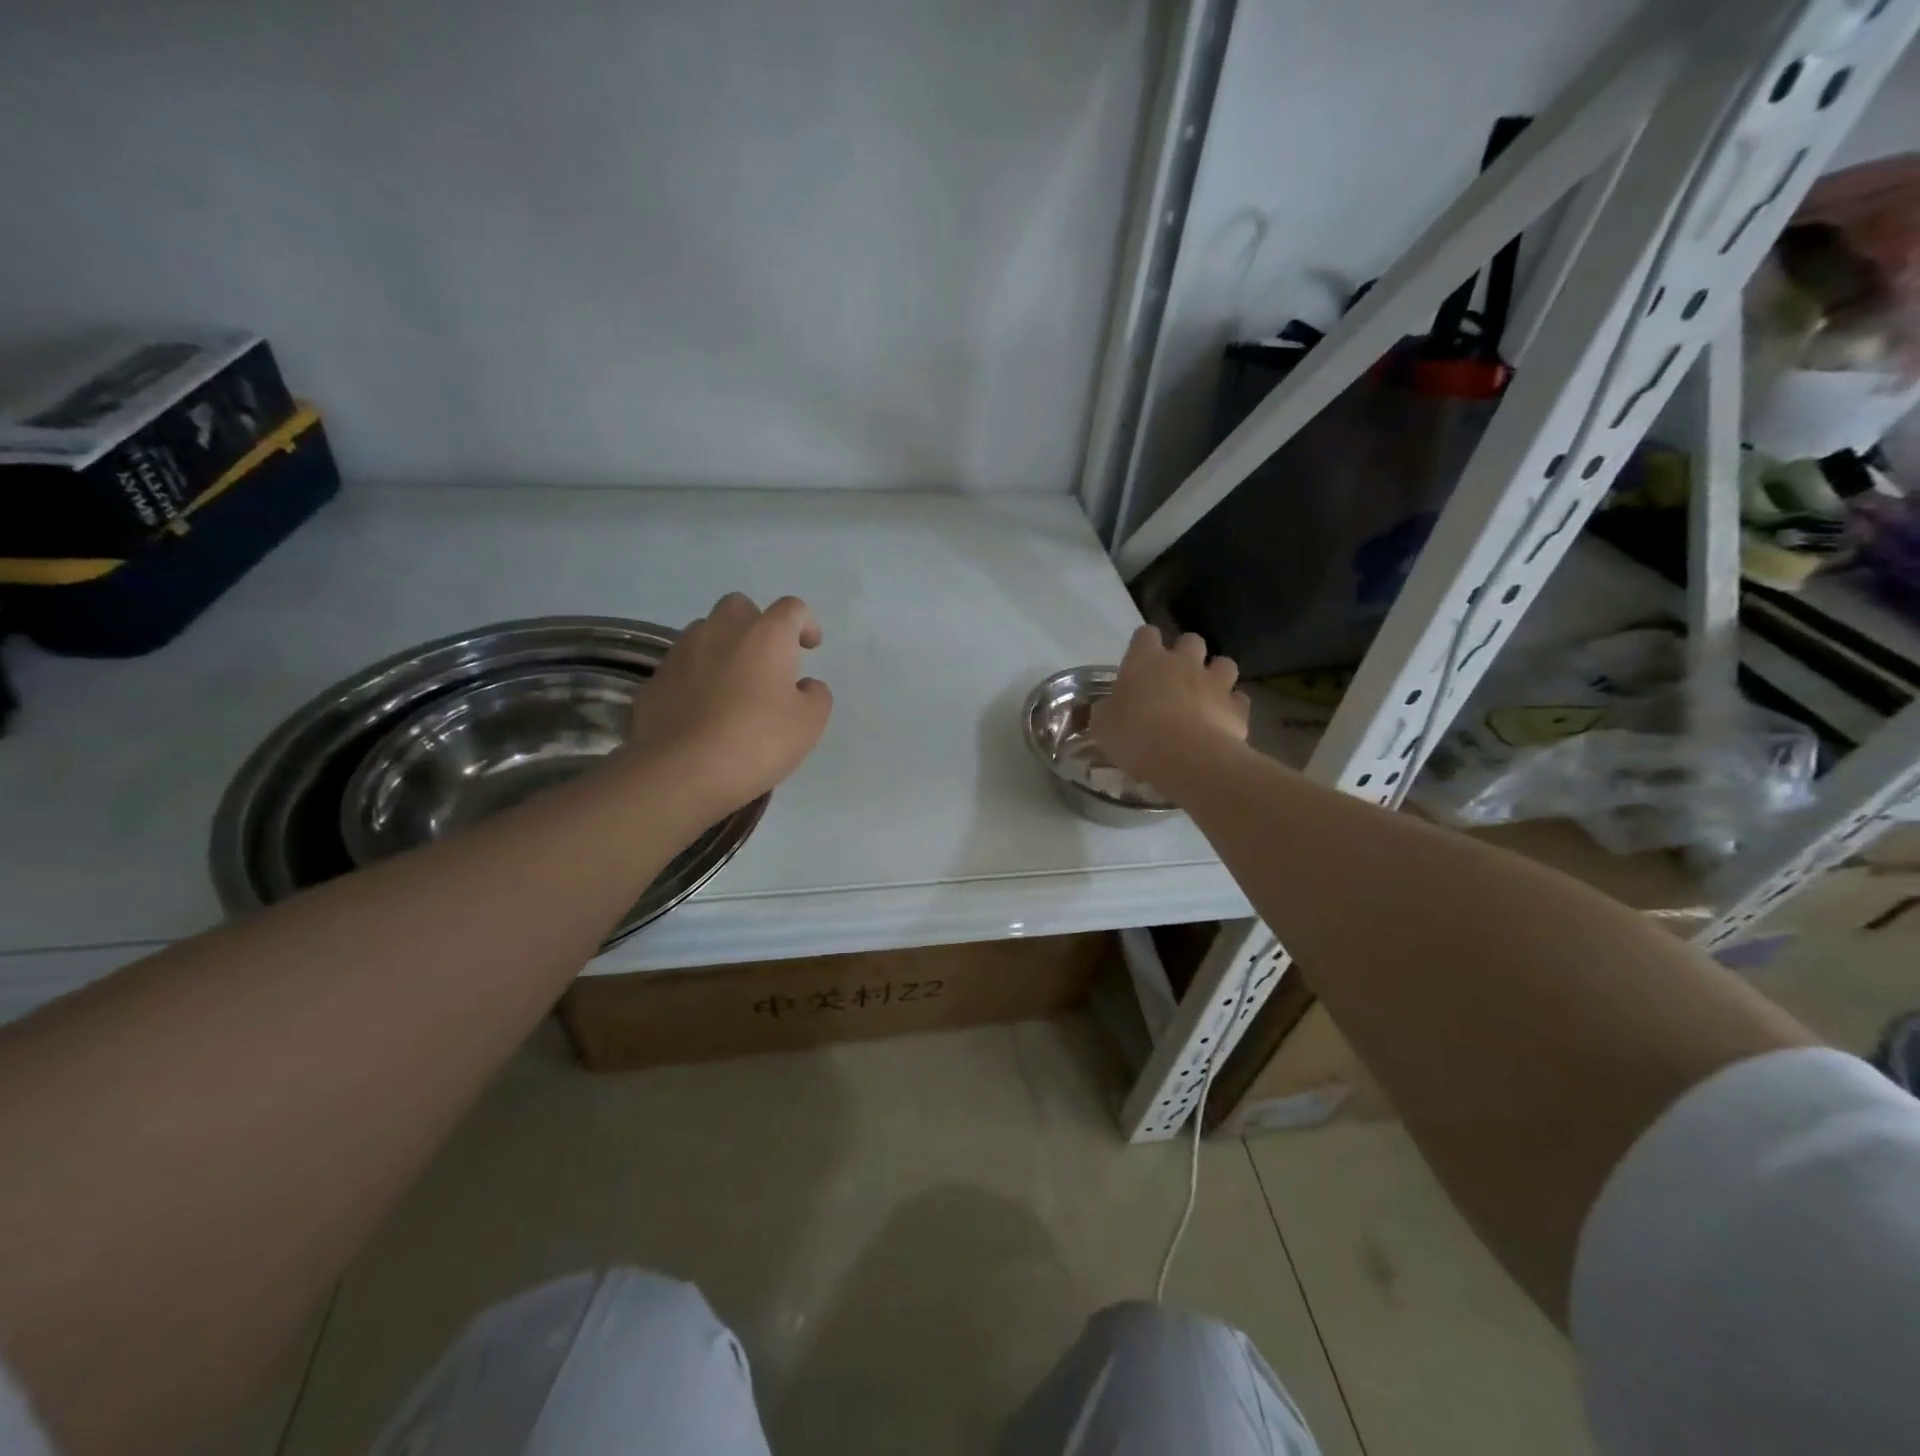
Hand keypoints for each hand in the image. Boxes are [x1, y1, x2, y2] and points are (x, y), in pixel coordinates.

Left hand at [617, 593, 832, 816]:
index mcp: (765, 636)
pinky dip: (697, 677)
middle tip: (767, 659)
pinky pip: (682, 666)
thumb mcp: (809, 724)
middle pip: (740, 607)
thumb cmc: (756, 742)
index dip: (805, 623)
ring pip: (706, 632)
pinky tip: (703, 710)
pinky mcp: (655, 680)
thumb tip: (803, 685)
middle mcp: (721, 632)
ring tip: (733, 684)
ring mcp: (682, 653)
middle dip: (756, 624)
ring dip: (723, 647)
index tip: (810, 647)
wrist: (681, 772)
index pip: (791, 609)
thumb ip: (815, 695)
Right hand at [1090, 626, 1249, 795]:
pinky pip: (1238, 699)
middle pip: (1190, 640)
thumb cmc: (1136, 736)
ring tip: (1205, 694)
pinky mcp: (1237, 707)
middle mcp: (1183, 662)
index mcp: (1145, 660)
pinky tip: (1222, 722)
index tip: (1139, 662)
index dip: (1143, 645)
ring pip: (1223, 663)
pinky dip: (1231, 707)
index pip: (1146, 634)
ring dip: (1215, 674)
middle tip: (1174, 678)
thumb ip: (1106, 711)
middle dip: (1185, 654)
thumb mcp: (1103, 726)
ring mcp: (1215, 682)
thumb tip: (1107, 708)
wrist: (1188, 758)